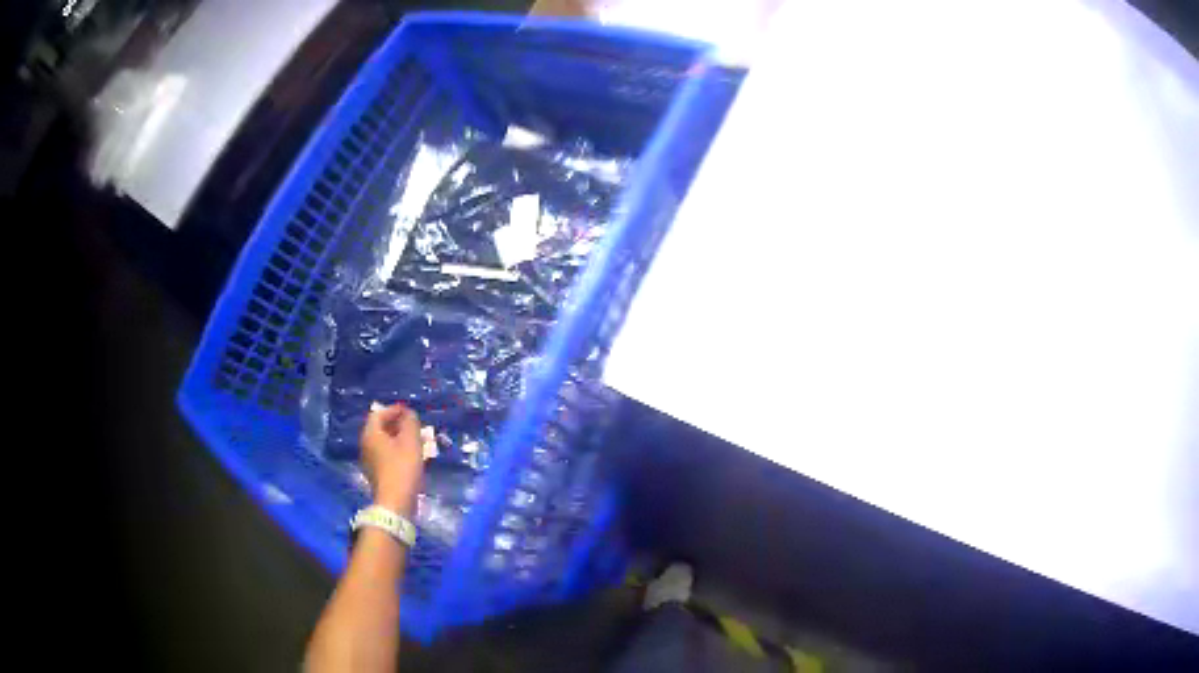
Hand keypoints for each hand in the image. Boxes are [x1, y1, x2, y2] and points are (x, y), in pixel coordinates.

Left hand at [360, 403, 424, 514]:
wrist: (395, 503)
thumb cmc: (403, 468)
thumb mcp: (411, 441)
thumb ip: (410, 422)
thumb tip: (409, 414)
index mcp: (371, 434)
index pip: (378, 414)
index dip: (394, 410)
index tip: (410, 412)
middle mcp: (366, 445)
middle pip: (380, 428)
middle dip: (397, 424)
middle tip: (414, 426)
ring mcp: (369, 461)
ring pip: (384, 443)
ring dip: (399, 439)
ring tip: (416, 441)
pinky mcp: (376, 474)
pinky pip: (386, 455)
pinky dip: (397, 451)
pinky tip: (410, 457)